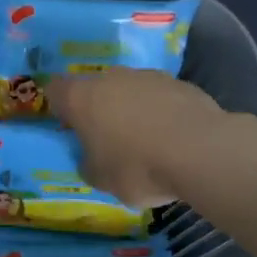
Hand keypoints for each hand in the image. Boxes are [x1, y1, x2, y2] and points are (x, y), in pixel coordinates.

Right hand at [48, 68, 223, 207]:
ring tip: (145, 139)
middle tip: (107, 138)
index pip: (55, 90)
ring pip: (129, 89)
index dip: (59, 108)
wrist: (200, 151)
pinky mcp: (179, 83)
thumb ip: (89, 165)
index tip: (68, 127)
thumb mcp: (101, 180)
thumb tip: (91, 159)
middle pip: (94, 88)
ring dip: (131, 108)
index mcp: (81, 98)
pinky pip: (159, 97)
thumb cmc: (138, 167)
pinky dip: (160, 112)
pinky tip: (172, 137)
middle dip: (98, 109)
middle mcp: (110, 78)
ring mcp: (146, 76)